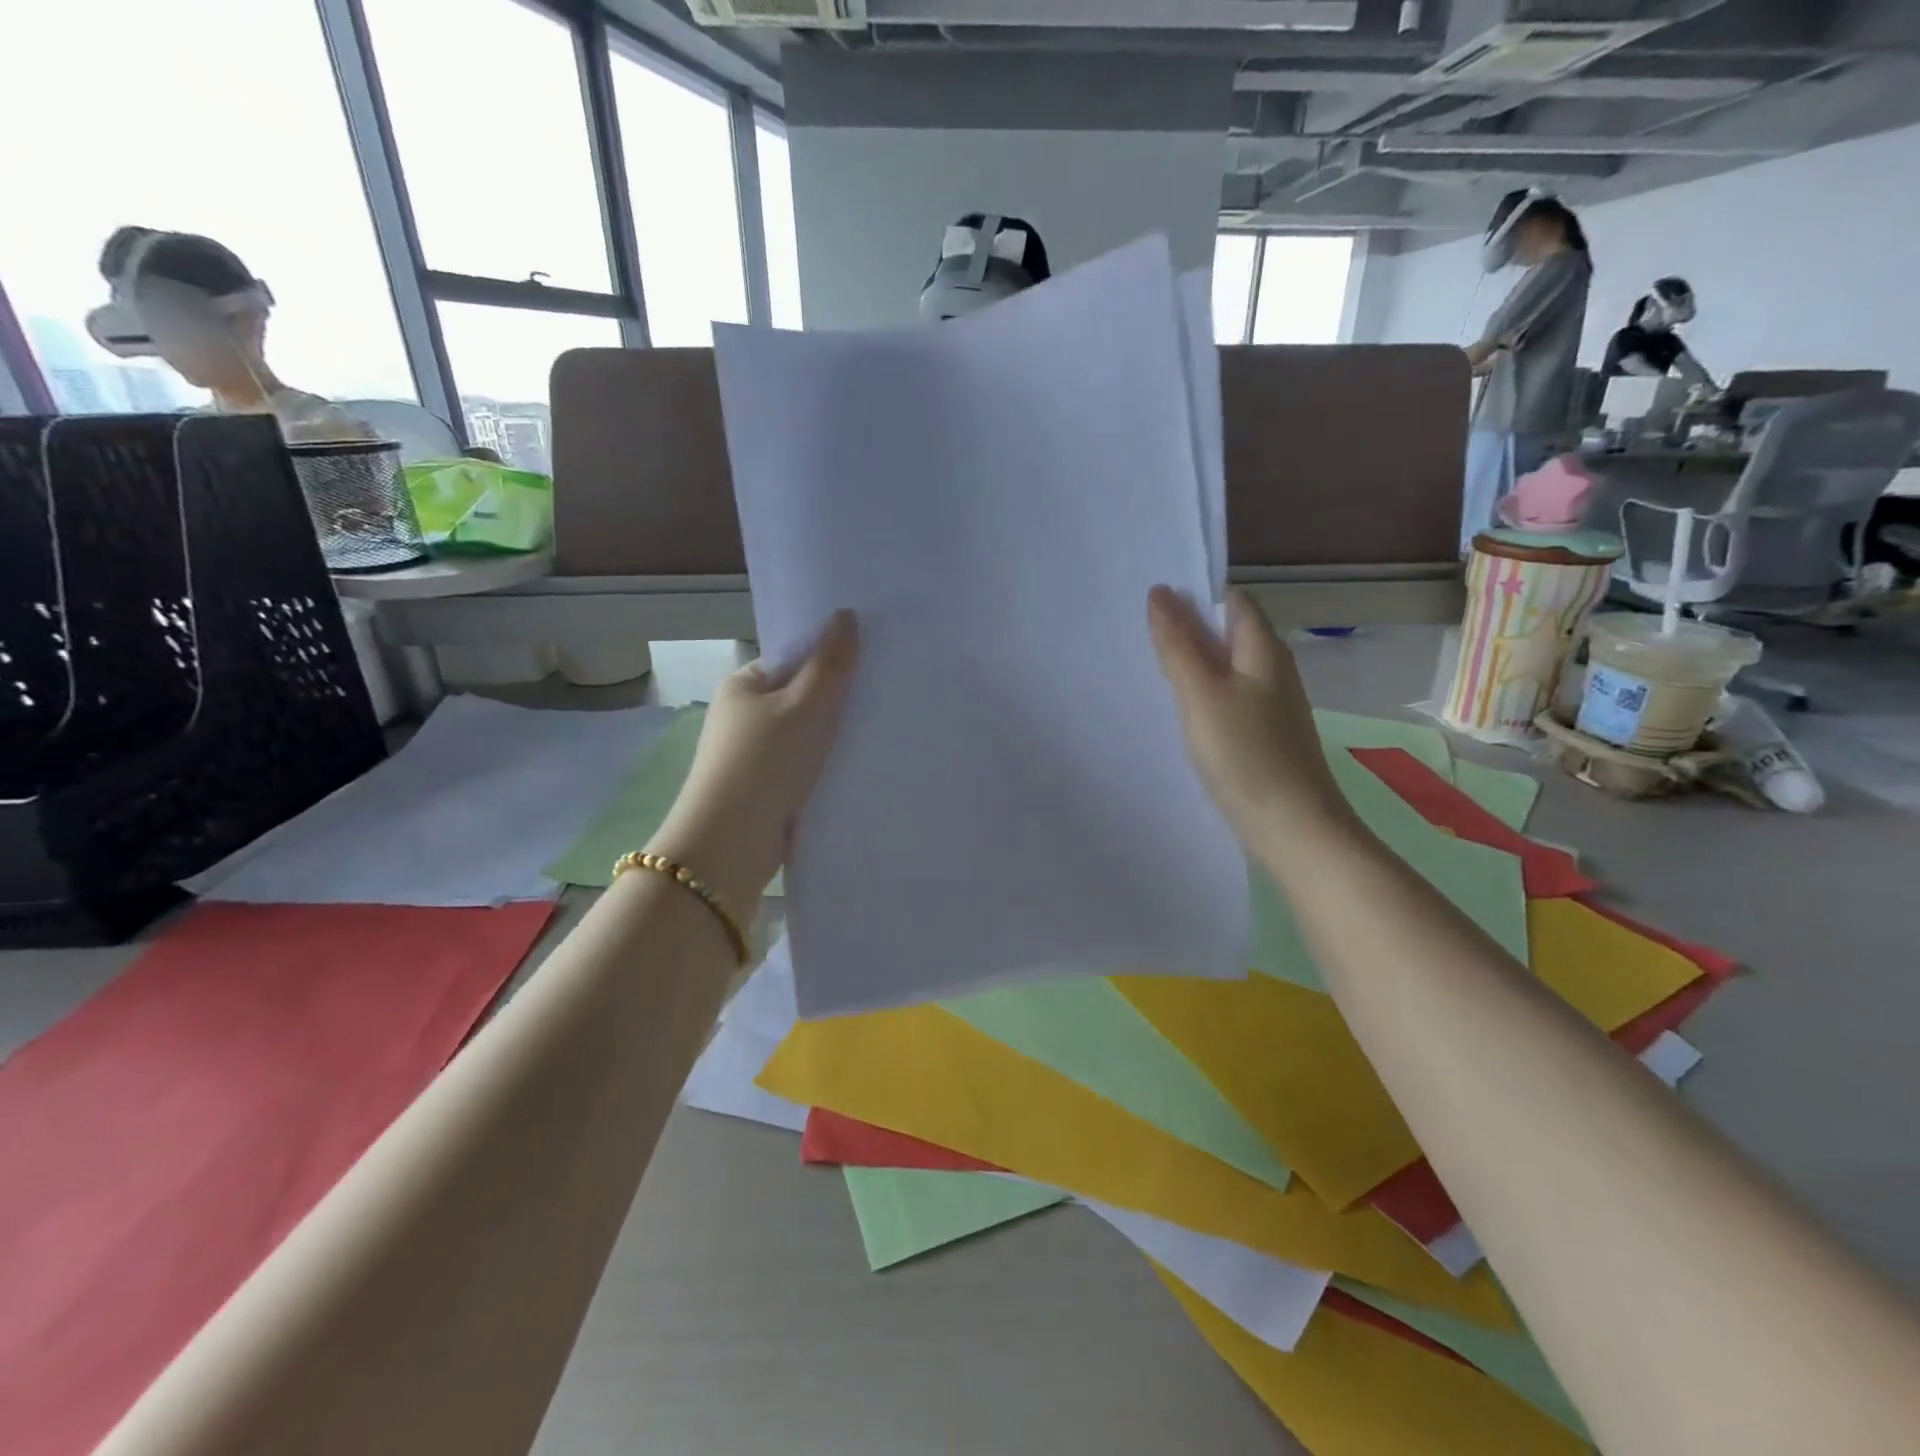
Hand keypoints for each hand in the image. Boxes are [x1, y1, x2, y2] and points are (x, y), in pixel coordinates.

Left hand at [649, 611, 858, 909]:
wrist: (732, 844)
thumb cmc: (766, 762)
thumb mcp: (806, 704)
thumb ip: (830, 662)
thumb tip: (845, 615)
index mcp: (744, 685)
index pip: (791, 658)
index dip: (829, 655)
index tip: (871, 658)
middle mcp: (744, 716)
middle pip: (801, 695)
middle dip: (838, 697)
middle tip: (885, 693)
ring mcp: (754, 755)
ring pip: (806, 734)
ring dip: (835, 735)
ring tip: (882, 728)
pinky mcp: (767, 789)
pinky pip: (805, 766)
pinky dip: (828, 765)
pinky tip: (861, 766)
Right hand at [1147, 587, 1355, 865]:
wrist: (1294, 828)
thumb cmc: (1245, 756)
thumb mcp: (1201, 695)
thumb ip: (1178, 645)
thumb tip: (1160, 593)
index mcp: (1263, 649)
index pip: (1230, 599)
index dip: (1193, 592)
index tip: (1148, 599)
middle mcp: (1272, 668)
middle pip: (1228, 632)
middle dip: (1187, 626)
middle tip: (1137, 630)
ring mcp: (1271, 703)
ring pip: (1227, 666)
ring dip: (1193, 661)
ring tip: (1149, 665)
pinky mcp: (1264, 734)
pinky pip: (1228, 696)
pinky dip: (1202, 692)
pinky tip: (1179, 709)